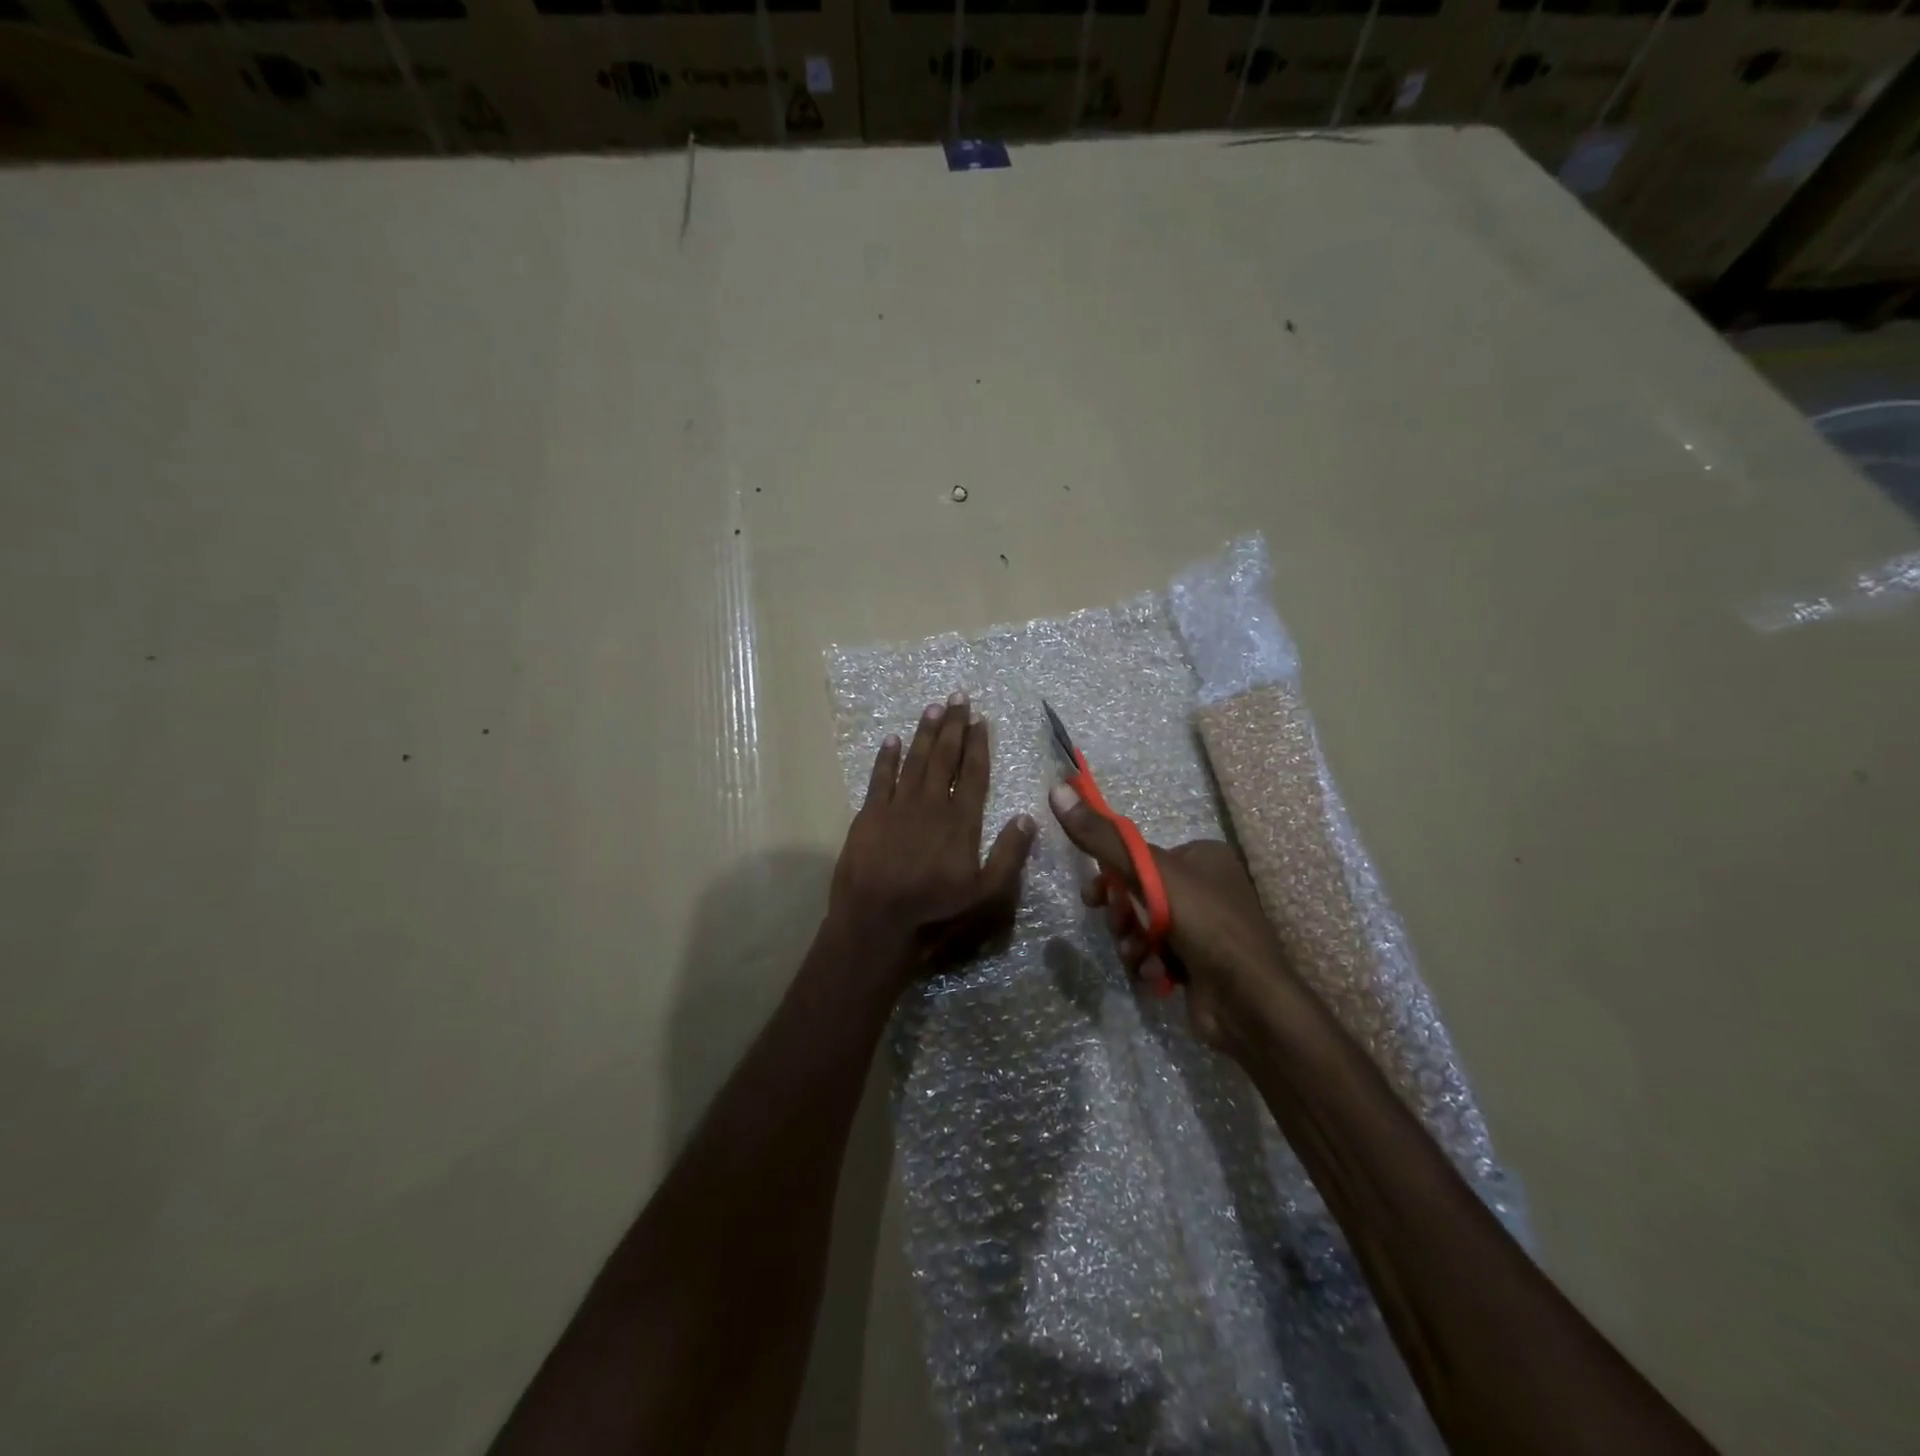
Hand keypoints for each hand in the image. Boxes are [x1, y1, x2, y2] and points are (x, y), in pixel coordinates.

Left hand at [829, 693, 1036, 991]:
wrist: (876, 914)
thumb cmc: (933, 905)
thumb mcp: (984, 891)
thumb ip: (1009, 855)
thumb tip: (1029, 817)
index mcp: (961, 820)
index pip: (973, 773)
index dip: (978, 744)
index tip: (980, 719)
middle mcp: (932, 803)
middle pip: (944, 757)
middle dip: (952, 725)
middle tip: (957, 696)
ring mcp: (898, 804)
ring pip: (915, 760)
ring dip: (924, 732)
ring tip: (932, 707)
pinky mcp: (870, 812)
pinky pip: (880, 777)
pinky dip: (886, 757)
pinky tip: (891, 739)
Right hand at [1049, 782, 1294, 1050]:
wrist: (1250, 1003)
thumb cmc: (1205, 924)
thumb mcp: (1150, 873)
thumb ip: (1102, 837)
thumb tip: (1057, 790)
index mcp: (1202, 856)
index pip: (1140, 856)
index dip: (1111, 875)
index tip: (1093, 897)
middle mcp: (1206, 886)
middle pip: (1138, 893)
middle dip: (1123, 915)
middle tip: (1122, 928)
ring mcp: (1203, 928)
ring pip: (1144, 926)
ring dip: (1133, 942)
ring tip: (1141, 956)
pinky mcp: (1199, 963)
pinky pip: (1157, 954)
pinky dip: (1150, 963)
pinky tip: (1157, 975)